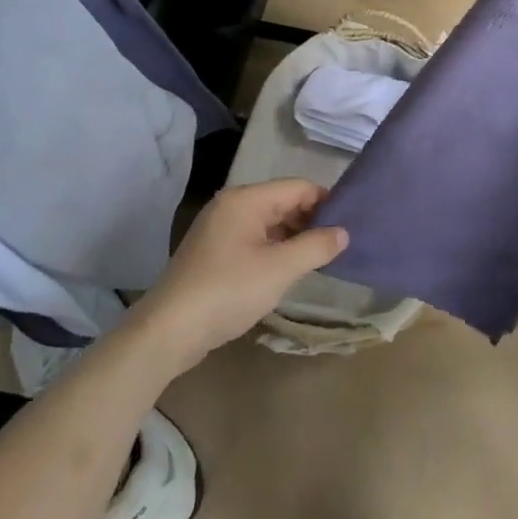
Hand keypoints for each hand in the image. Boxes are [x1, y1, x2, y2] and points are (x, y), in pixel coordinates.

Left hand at [127, 180, 347, 373]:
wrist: (169, 331)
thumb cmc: (228, 291)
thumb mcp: (280, 269)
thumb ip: (316, 246)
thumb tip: (343, 233)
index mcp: (245, 200)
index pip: (298, 187)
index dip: (326, 202)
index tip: (348, 225)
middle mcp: (230, 206)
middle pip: (283, 201)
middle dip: (311, 220)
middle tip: (336, 246)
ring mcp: (218, 229)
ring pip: (269, 222)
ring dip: (293, 237)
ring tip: (317, 259)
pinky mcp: (213, 252)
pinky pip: (253, 239)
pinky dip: (274, 249)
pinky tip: (287, 270)